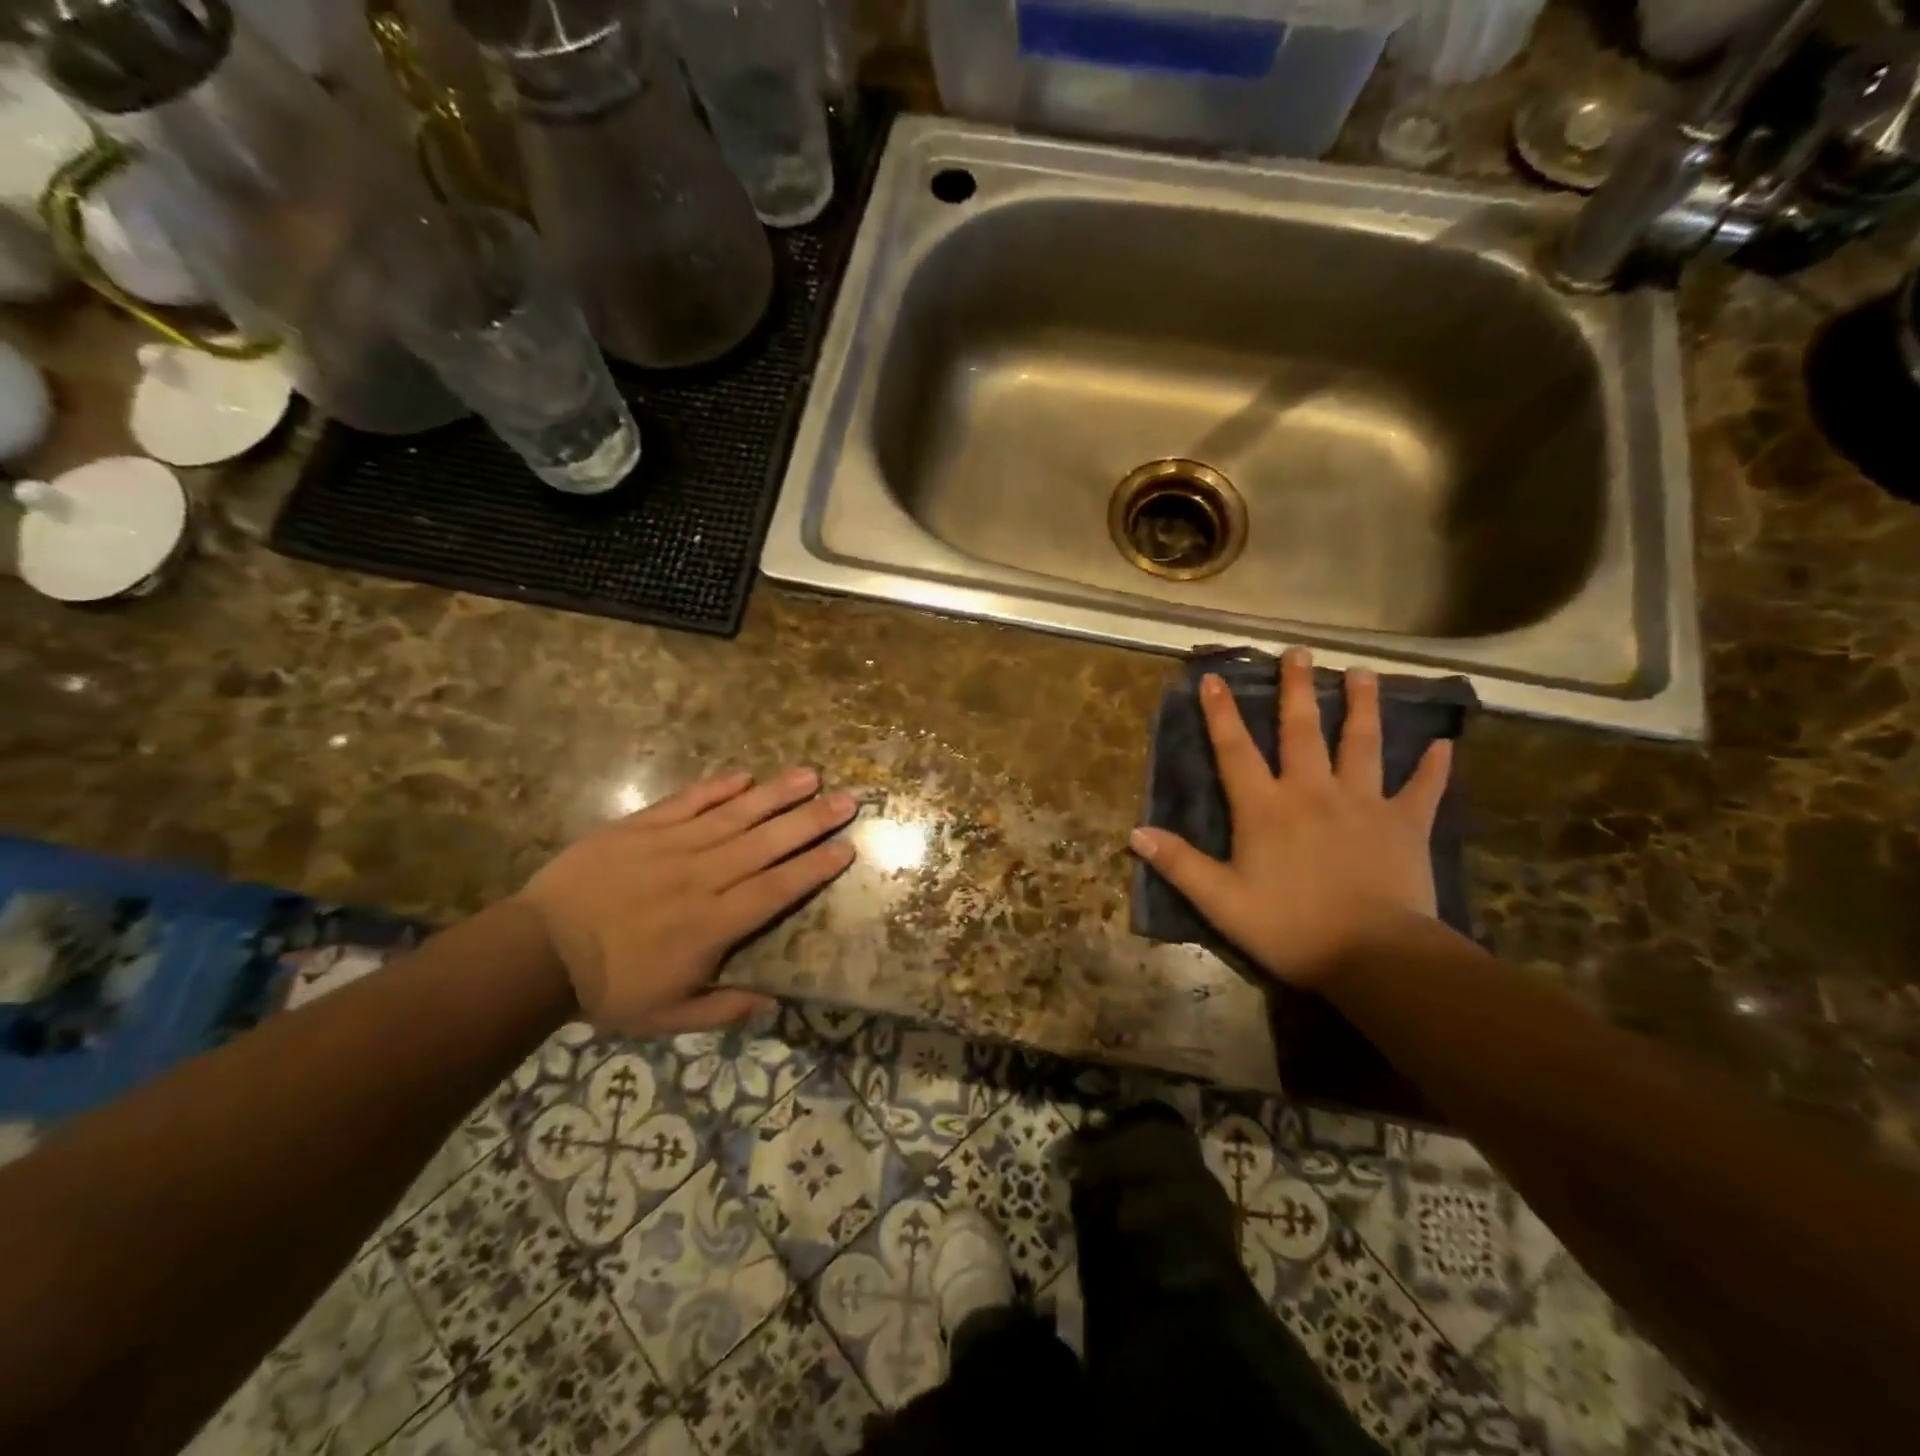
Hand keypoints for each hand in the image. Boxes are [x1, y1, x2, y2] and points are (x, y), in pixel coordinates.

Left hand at [516, 768, 856, 1035]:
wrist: (536, 953)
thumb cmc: (607, 988)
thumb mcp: (668, 1016)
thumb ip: (723, 1008)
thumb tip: (773, 1001)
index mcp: (713, 924)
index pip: (777, 889)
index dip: (814, 868)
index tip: (846, 848)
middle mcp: (702, 877)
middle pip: (767, 844)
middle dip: (811, 821)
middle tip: (848, 800)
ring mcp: (671, 846)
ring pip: (735, 815)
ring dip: (775, 795)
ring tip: (810, 776)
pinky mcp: (641, 827)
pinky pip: (687, 802)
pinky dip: (716, 788)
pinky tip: (744, 776)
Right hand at [1129, 649, 1451, 988]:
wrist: (1374, 955)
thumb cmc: (1290, 927)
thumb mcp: (1221, 902)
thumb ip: (1180, 864)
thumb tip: (1136, 833)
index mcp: (1265, 808)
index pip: (1236, 750)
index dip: (1221, 713)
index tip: (1214, 678)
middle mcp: (1312, 792)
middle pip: (1302, 730)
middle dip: (1296, 689)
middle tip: (1299, 652)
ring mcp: (1363, 803)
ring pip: (1363, 743)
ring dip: (1362, 706)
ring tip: (1363, 673)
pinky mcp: (1406, 824)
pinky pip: (1422, 789)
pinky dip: (1433, 767)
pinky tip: (1444, 745)